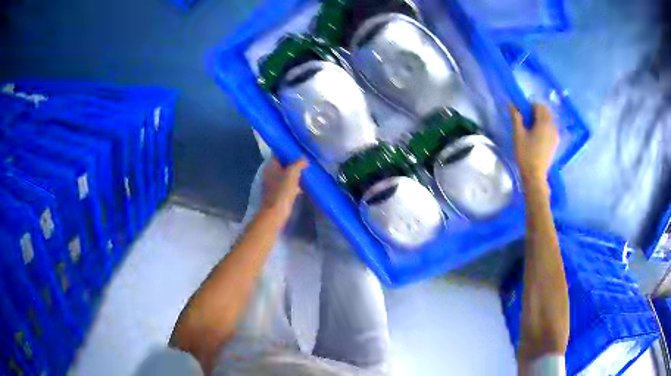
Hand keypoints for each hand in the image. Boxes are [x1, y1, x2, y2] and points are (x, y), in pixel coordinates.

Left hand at [261, 157, 307, 219]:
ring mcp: (273, 185)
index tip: (299, 151)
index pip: (278, 154)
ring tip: (307, 172)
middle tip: (306, 161)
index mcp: (270, 167)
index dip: (288, 152)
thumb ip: (298, 164)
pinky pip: (287, 186)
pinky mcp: (278, 195)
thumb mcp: (292, 174)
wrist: (275, 214)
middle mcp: (270, 174)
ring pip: (285, 176)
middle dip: (293, 163)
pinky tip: (304, 186)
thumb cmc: (282, 192)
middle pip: (282, 165)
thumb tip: (304, 158)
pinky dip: (295, 185)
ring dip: (295, 174)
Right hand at [510, 104, 558, 182]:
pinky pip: (551, 128)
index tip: (522, 113)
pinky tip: (538, 136)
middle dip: (536, 111)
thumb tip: (511, 104)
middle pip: (546, 111)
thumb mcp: (518, 135)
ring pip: (549, 119)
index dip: (529, 106)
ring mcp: (555, 135)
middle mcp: (552, 126)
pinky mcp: (555, 142)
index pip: (538, 106)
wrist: (535, 175)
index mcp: (543, 123)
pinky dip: (545, 127)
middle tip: (526, 120)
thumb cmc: (526, 154)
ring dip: (541, 119)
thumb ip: (516, 117)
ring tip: (532, 128)